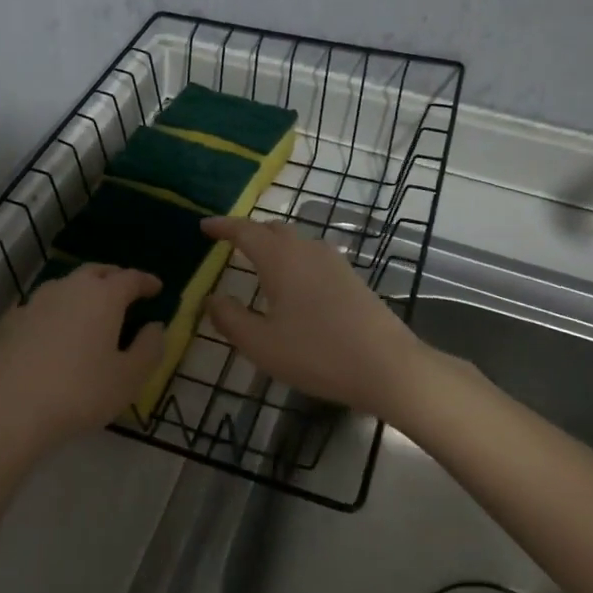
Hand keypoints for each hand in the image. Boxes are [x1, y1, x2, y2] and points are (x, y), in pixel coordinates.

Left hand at [0, 263, 165, 456]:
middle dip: (114, 277)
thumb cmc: (79, 392)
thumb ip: (149, 348)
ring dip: (82, 292)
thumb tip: (155, 326)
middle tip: (125, 290)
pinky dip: (55, 312)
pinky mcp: (10, 321)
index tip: (157, 287)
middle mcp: (69, 288)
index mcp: (103, 296)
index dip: (146, 281)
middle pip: (96, 271)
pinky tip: (53, 332)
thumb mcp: (128, 378)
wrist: (6, 410)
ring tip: (90, 311)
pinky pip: (41, 307)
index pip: (131, 278)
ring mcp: (35, 302)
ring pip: (65, 286)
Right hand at [202, 217, 425, 409]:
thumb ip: (230, 318)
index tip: (204, 226)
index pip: (244, 230)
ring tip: (258, 264)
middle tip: (229, 244)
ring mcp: (334, 261)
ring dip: (273, 245)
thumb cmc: (317, 353)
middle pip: (272, 229)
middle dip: (248, 233)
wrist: (388, 366)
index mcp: (280, 258)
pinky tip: (293, 285)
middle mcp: (307, 249)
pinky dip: (293, 260)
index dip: (222, 226)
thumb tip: (211, 299)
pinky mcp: (351, 278)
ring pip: (295, 241)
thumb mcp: (262, 344)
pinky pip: (312, 256)